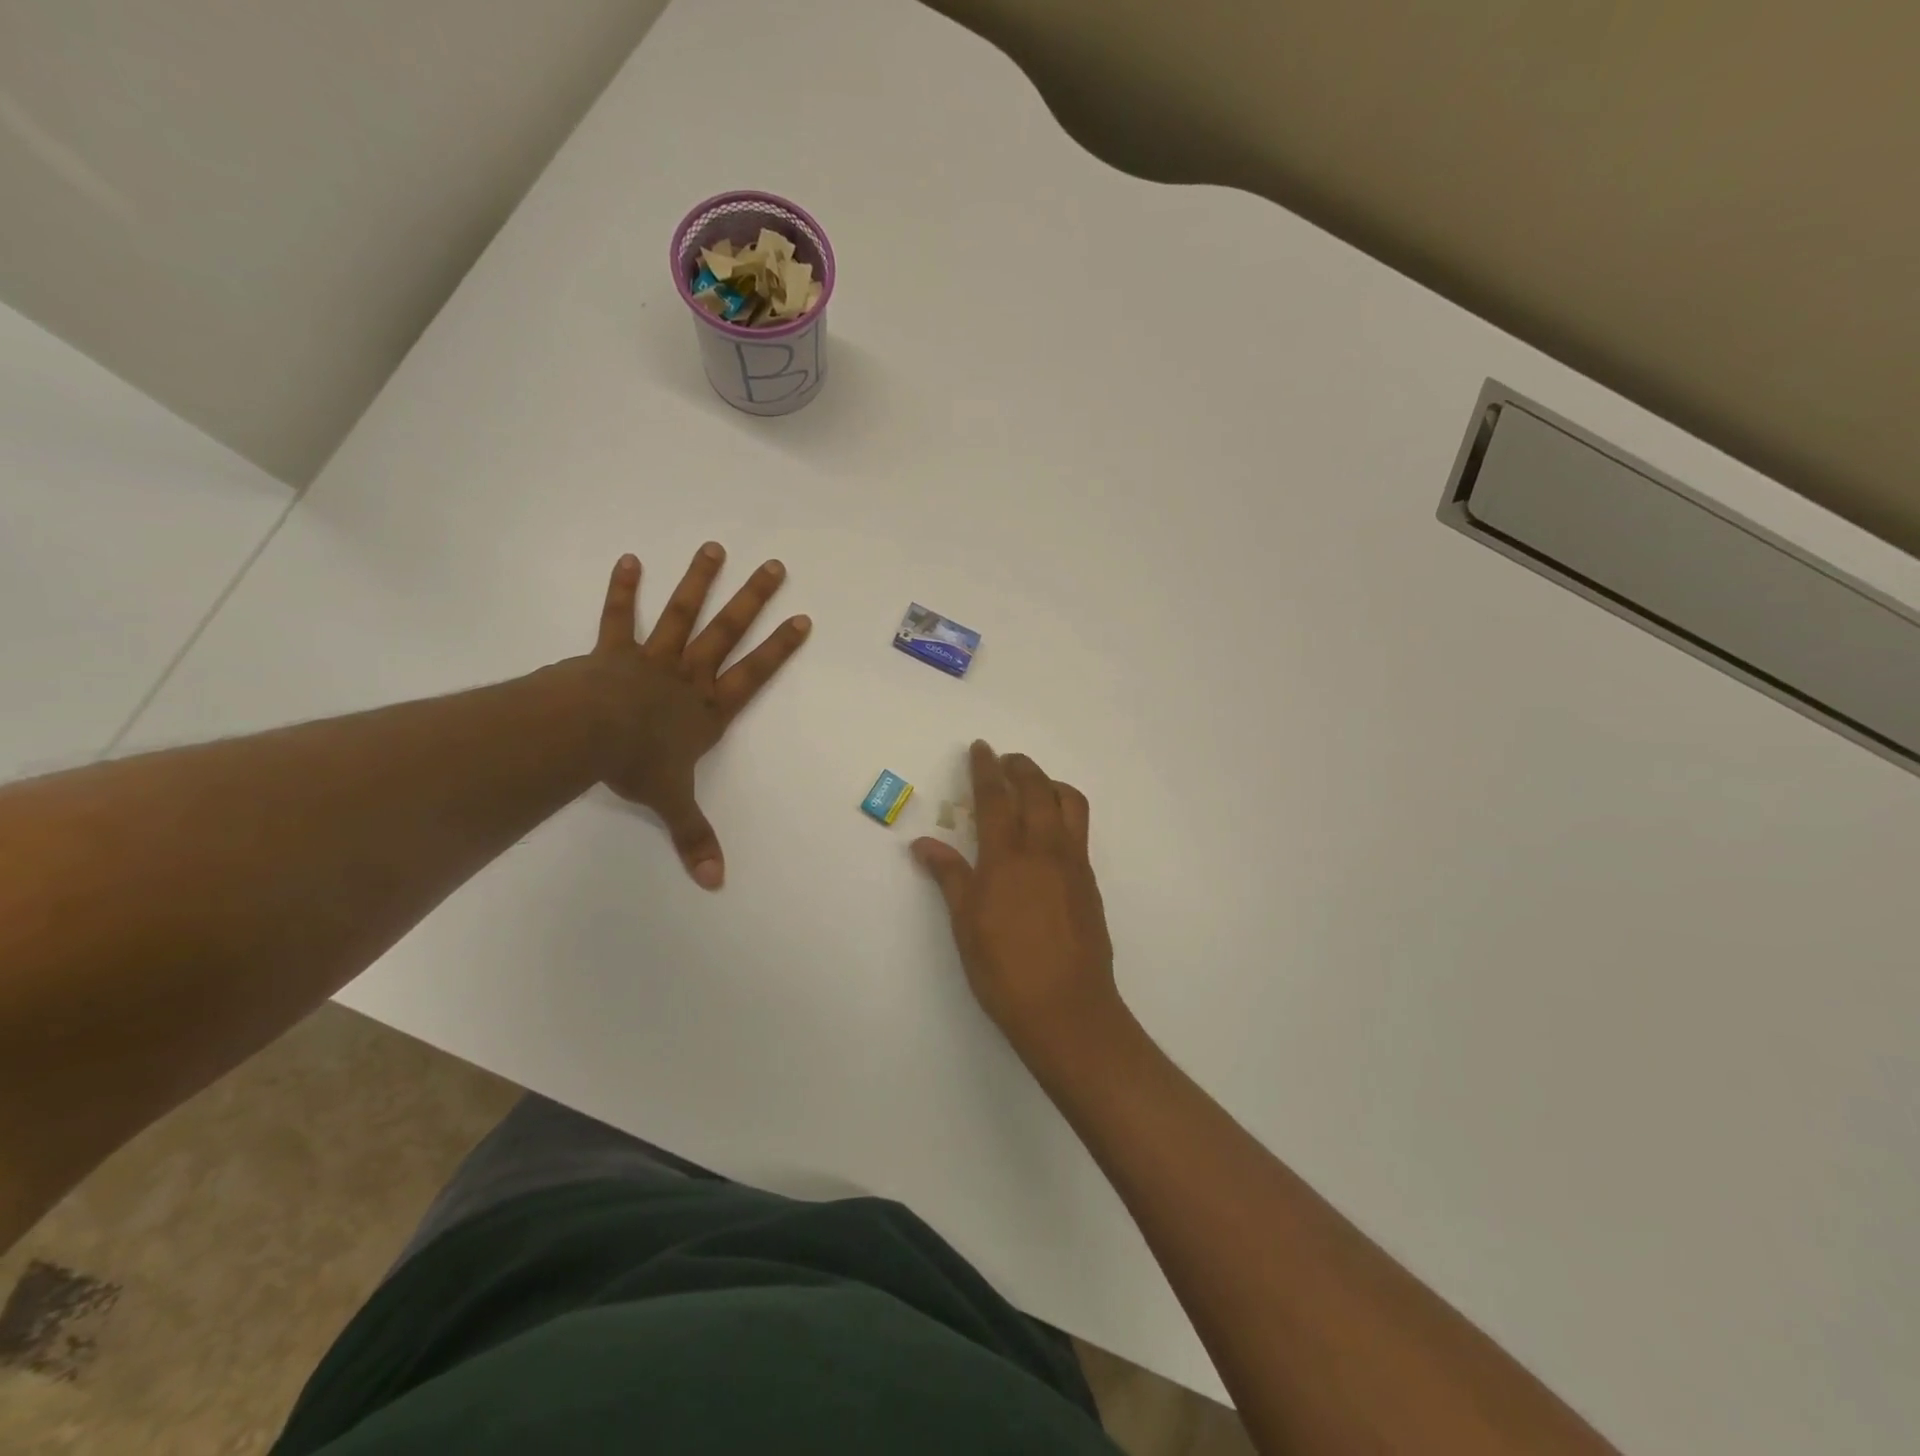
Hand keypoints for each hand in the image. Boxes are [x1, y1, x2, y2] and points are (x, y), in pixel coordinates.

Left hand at [579, 543, 809, 888]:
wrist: (588, 734)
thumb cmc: (638, 765)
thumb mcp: (672, 803)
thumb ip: (695, 838)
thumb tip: (716, 883)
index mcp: (709, 709)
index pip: (755, 674)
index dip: (780, 648)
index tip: (802, 619)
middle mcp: (689, 676)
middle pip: (728, 631)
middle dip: (752, 599)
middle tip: (774, 566)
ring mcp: (652, 658)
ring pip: (683, 614)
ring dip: (699, 581)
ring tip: (713, 548)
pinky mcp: (614, 651)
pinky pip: (620, 617)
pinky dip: (624, 589)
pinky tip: (629, 560)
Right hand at [912, 742, 1122, 1062]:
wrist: (1067, 1009)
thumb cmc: (1005, 970)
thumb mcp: (966, 923)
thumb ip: (949, 876)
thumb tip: (922, 844)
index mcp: (1008, 857)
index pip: (996, 798)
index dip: (986, 768)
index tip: (980, 748)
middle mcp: (1045, 849)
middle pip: (1037, 789)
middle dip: (1020, 766)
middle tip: (1005, 759)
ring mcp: (1073, 864)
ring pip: (1069, 803)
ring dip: (1050, 783)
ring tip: (1033, 786)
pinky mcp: (1089, 881)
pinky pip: (1080, 829)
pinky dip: (1064, 810)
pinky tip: (1049, 829)